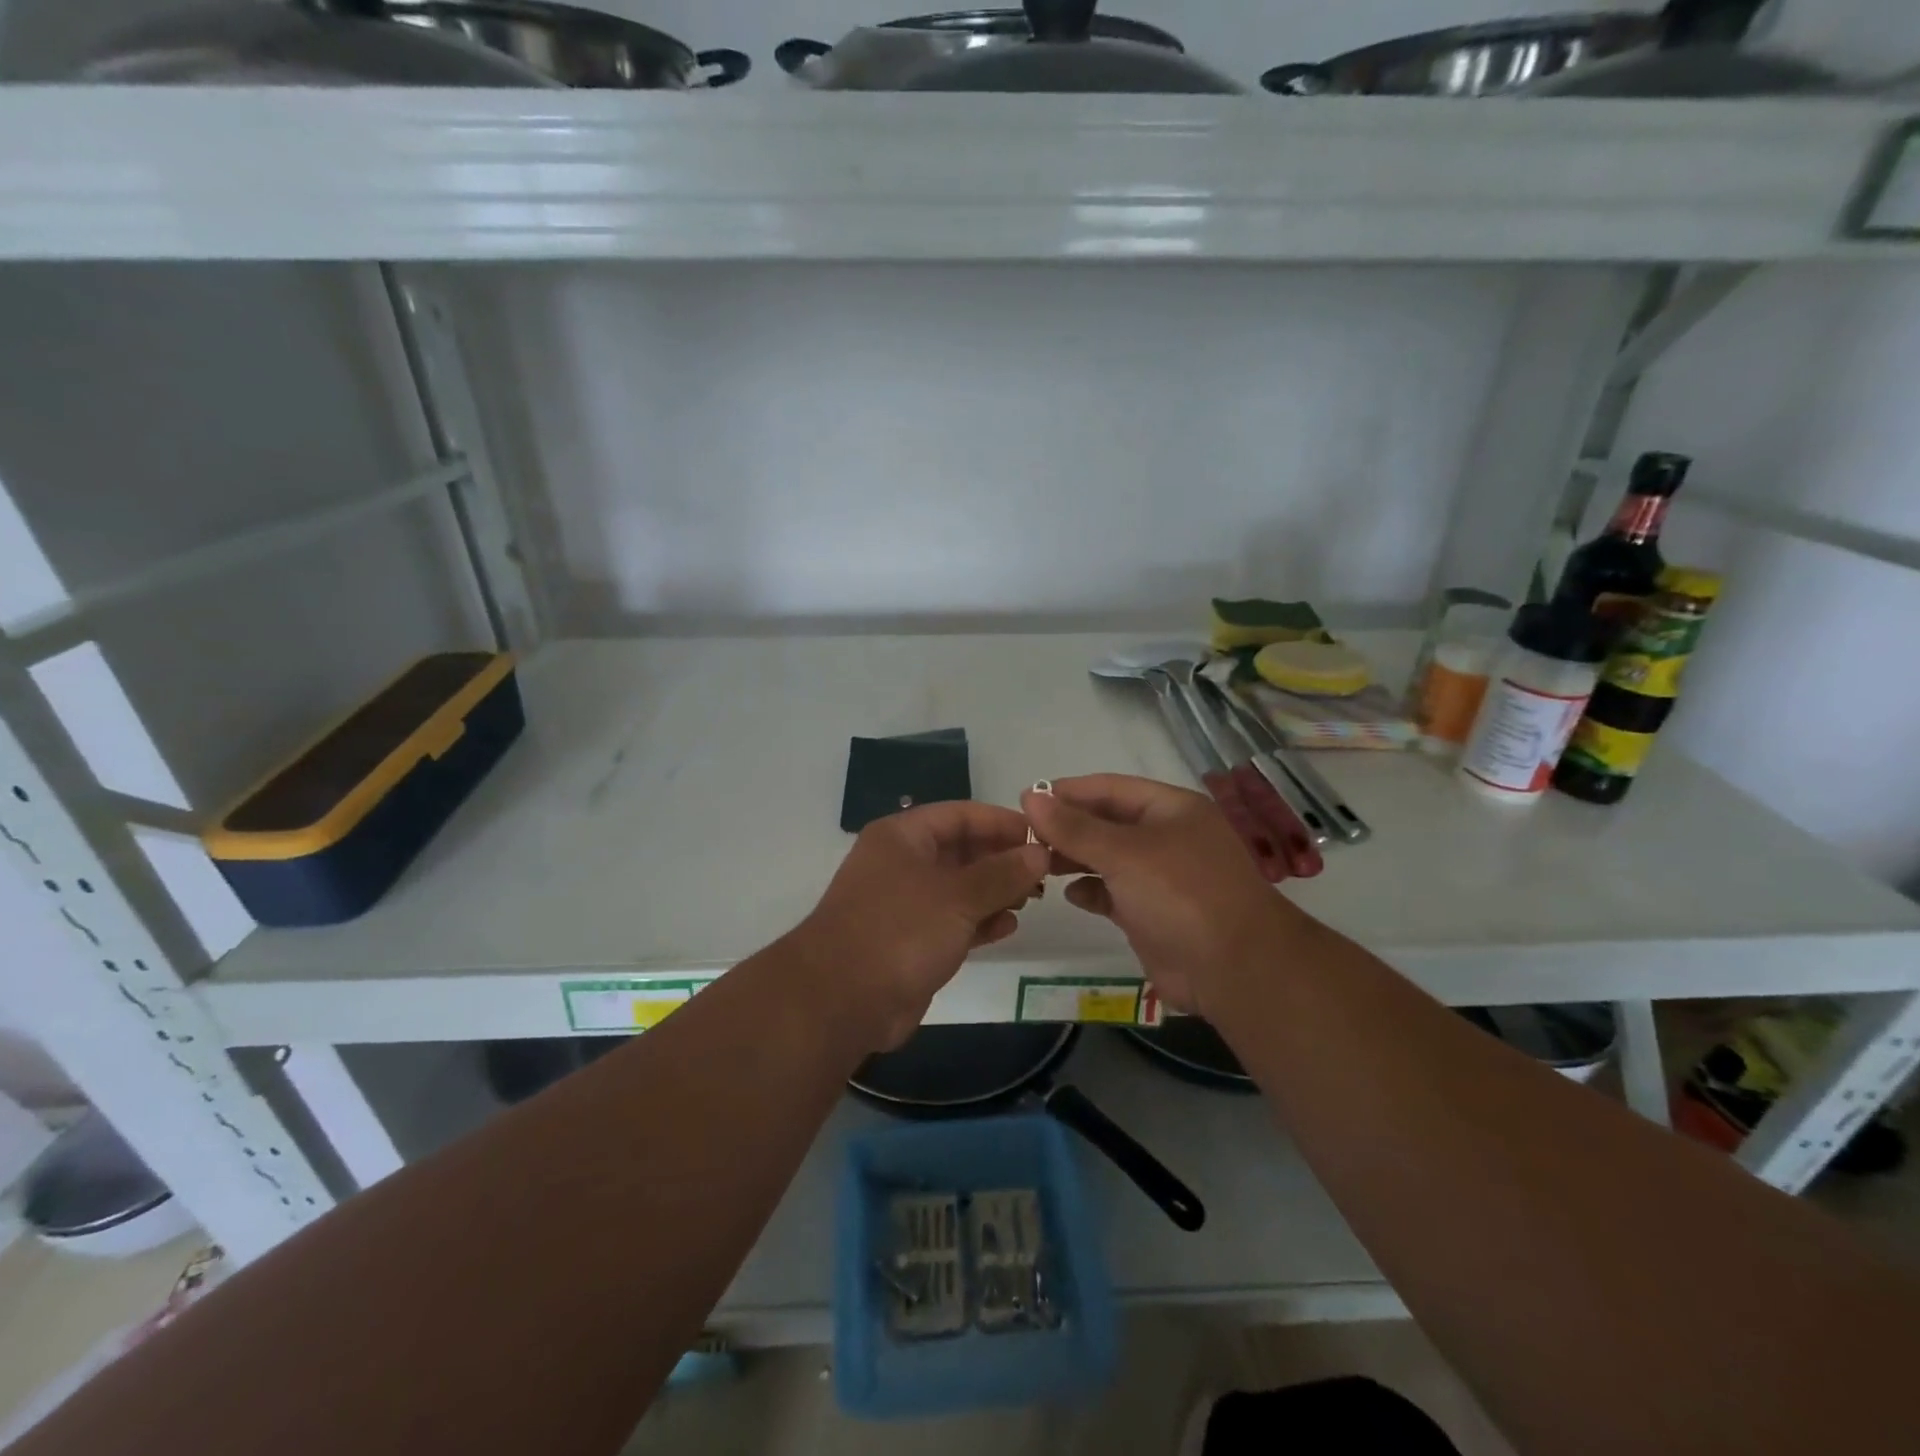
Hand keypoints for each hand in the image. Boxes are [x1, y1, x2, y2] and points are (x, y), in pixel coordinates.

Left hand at [793, 802, 1048, 1050]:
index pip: (960, 815)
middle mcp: (901, 863)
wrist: (841, 1001)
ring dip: (995, 891)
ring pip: (959, 888)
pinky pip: (952, 921)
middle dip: (1002, 859)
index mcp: (903, 837)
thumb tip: (1039, 852)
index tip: (1042, 834)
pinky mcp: (909, 941)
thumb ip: (1002, 873)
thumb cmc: (900, 931)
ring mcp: (904, 904)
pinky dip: (979, 921)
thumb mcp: (958, 897)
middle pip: (961, 850)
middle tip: (1045, 872)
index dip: (1001, 822)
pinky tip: (1008, 927)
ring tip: (1033, 899)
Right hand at [1022, 774, 1307, 1019]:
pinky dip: (1090, 891)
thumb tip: (1030, 796)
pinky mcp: (1152, 914)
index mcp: (1170, 809)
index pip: (1110, 788)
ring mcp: (1161, 877)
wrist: (1234, 969)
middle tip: (1023, 836)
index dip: (1068, 792)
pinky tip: (1069, 894)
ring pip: (1107, 858)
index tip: (1026, 799)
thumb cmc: (1180, 894)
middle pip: (1106, 822)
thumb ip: (1074, 827)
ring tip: (1036, 864)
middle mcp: (1166, 837)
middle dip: (1067, 827)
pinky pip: (1113, 893)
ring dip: (1073, 859)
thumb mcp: (1124, 853)